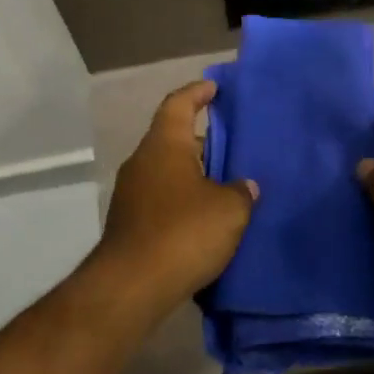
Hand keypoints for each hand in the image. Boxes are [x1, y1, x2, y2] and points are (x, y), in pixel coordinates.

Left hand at [96, 79, 257, 310]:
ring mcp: (131, 194)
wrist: (131, 286)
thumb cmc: (183, 233)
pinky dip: (183, 199)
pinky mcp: (129, 224)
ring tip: (225, 183)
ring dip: (193, 174)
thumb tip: (243, 186)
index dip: (197, 92)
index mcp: (164, 146)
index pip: (178, 104)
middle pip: (173, 138)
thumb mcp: (228, 209)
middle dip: (202, 140)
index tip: (215, 87)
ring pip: (167, 171)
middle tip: (233, 145)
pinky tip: (206, 217)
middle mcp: (142, 162)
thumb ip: (240, 192)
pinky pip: (161, 198)